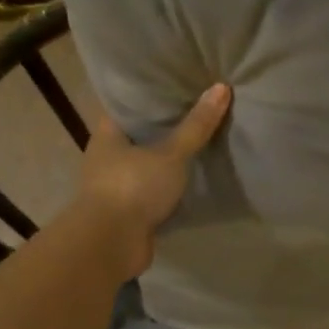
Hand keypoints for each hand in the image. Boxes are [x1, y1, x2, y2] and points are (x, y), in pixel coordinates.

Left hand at [74, 84, 230, 278]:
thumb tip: (221, 87)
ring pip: (147, 164)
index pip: (128, 105)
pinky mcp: (128, 211)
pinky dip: (169, 187)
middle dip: (164, 127)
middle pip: (139, 135)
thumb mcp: (170, 154)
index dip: (151, 95)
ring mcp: (116, 186)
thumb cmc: (133, 187)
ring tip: (200, 142)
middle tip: (197, 110)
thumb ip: (196, 126)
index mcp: (107, 134)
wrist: (110, 244)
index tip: (177, 84)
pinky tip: (192, 179)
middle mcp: (107, 157)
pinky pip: (153, 191)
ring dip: (167, 160)